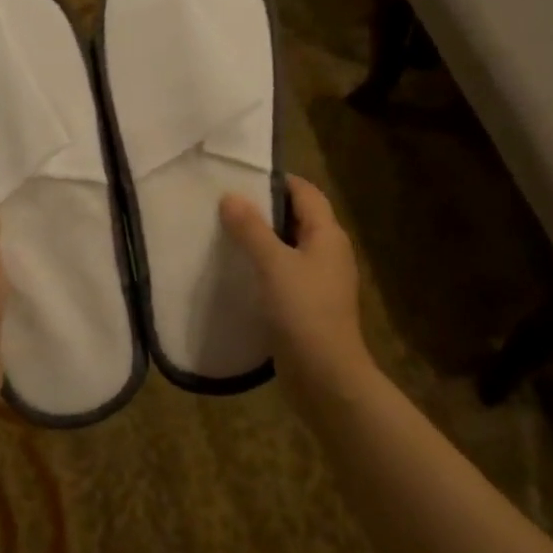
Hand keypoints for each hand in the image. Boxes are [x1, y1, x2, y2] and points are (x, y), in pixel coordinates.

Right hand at [220, 175, 368, 390]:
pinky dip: (263, 267)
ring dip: (261, 240)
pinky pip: (284, 274)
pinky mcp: (308, 305)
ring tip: (224, 234)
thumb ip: (251, 229)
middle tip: (225, 204)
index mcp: (328, 235)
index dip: (277, 181)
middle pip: (297, 218)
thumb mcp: (273, 265)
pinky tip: (237, 272)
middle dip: (264, 209)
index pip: (306, 192)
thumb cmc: (303, 312)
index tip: (241, 177)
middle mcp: (329, 252)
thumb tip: (230, 196)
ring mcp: (320, 281)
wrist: (325, 375)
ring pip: (289, 247)